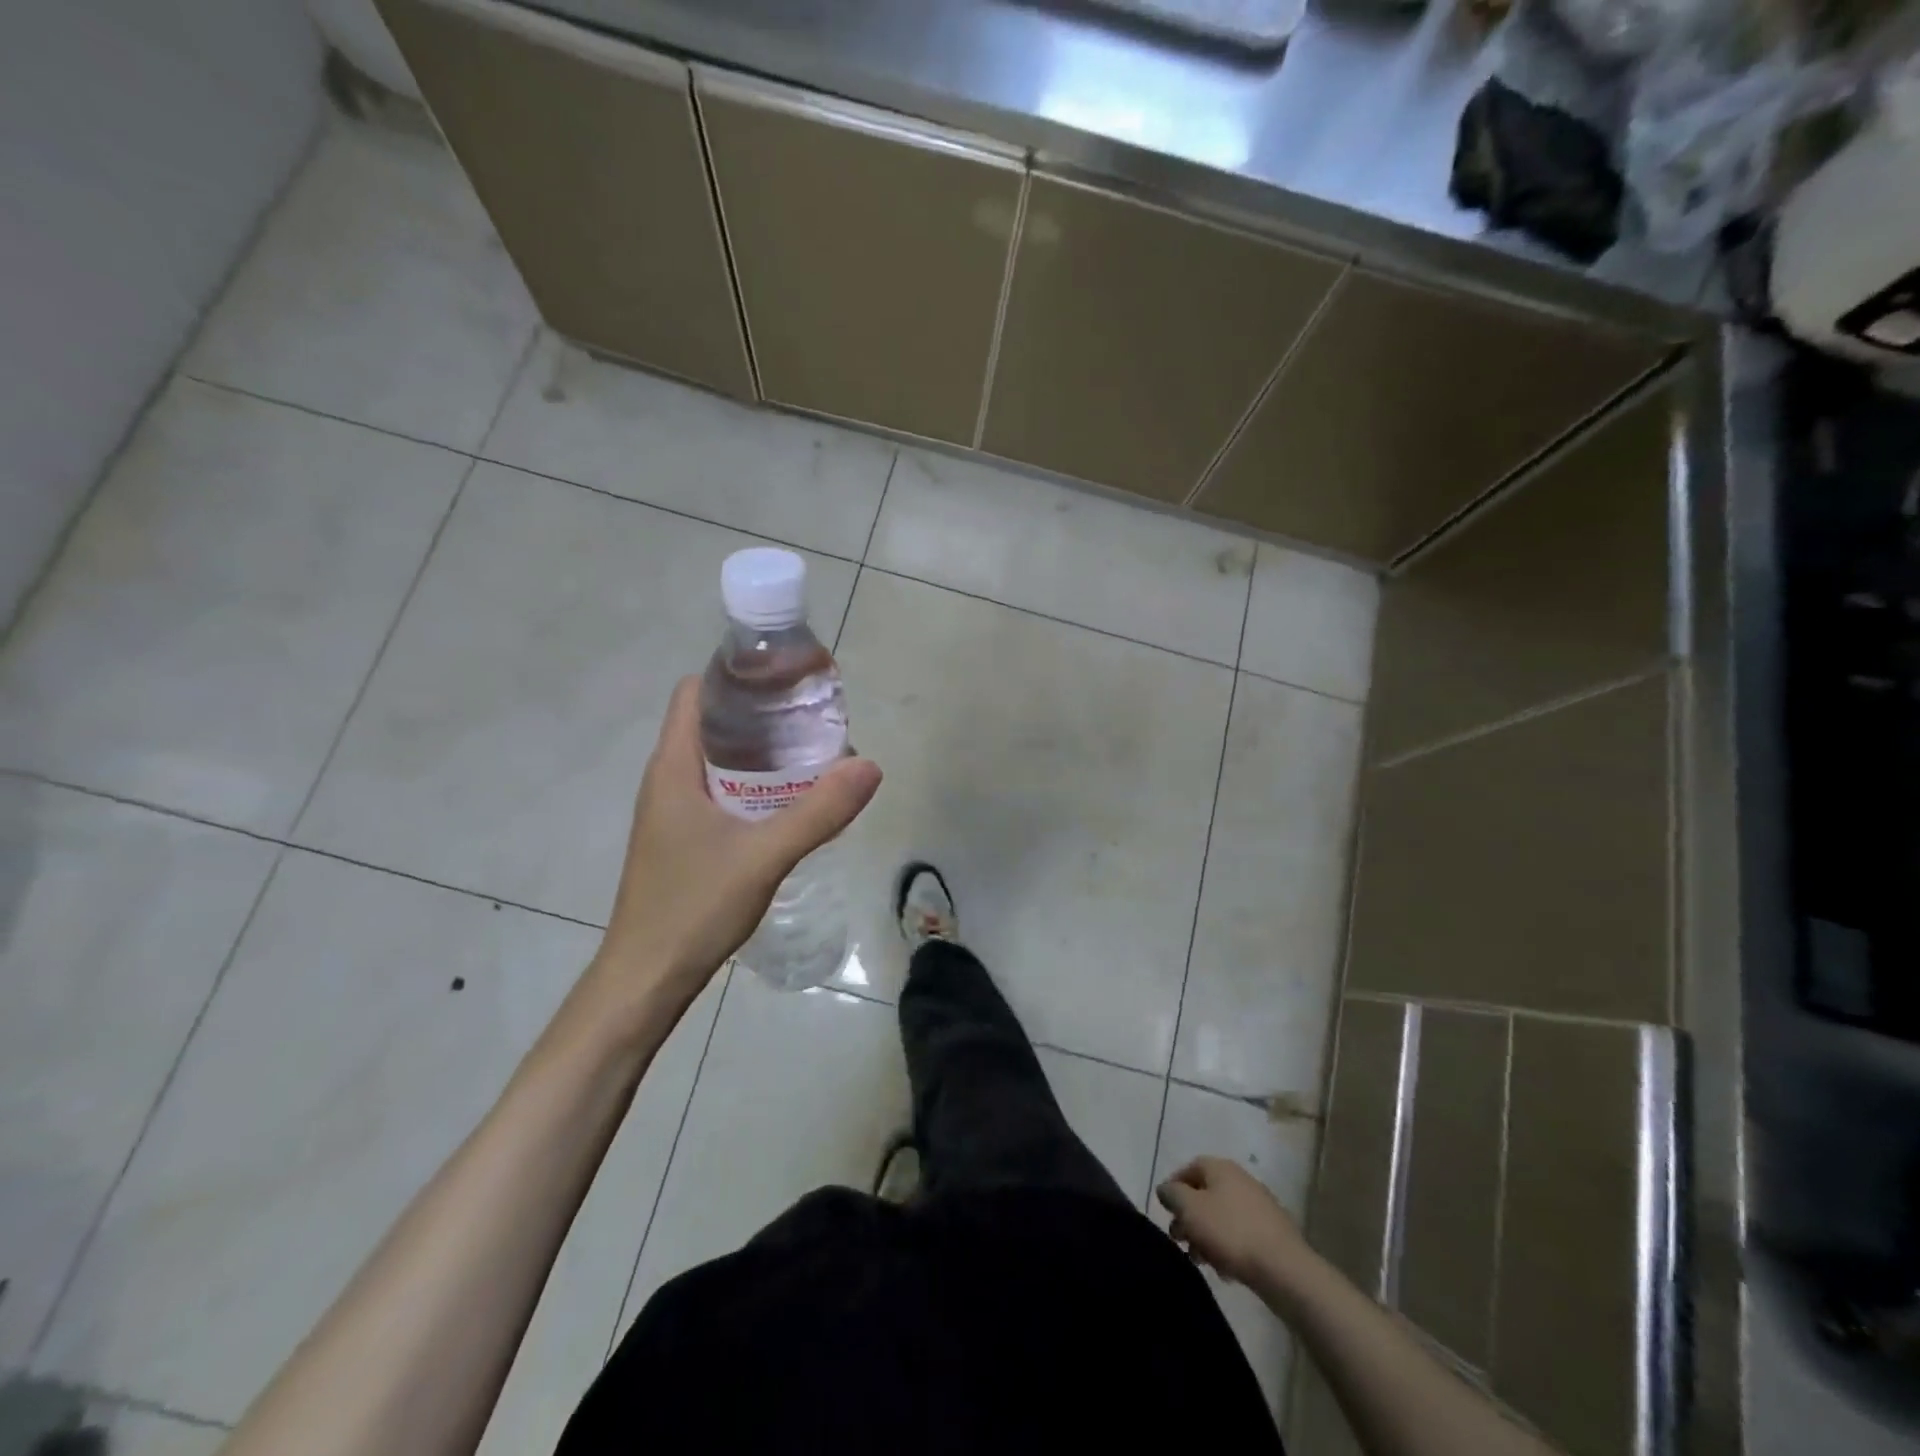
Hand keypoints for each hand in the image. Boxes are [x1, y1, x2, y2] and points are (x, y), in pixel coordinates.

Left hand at [589, 675, 881, 1011]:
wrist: (646, 979)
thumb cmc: (693, 907)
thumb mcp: (764, 856)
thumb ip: (819, 812)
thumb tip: (869, 765)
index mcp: (673, 767)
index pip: (696, 692)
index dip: (737, 675)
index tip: (787, 676)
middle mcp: (668, 780)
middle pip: (712, 722)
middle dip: (761, 713)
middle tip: (813, 716)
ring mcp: (672, 811)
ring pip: (718, 760)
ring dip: (760, 751)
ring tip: (811, 752)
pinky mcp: (683, 838)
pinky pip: (720, 791)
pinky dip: (753, 783)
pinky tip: (788, 801)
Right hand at [1157, 1156, 1312, 1292]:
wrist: (1284, 1269)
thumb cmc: (1230, 1232)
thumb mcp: (1190, 1209)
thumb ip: (1172, 1195)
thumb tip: (1166, 1189)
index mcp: (1221, 1168)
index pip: (1189, 1168)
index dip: (1174, 1187)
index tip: (1166, 1212)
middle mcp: (1240, 1180)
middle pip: (1205, 1194)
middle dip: (1189, 1218)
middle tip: (1180, 1241)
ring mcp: (1259, 1206)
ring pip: (1222, 1217)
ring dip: (1206, 1236)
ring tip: (1201, 1260)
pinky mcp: (1272, 1233)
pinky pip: (1240, 1234)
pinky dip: (1228, 1248)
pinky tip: (1225, 1270)